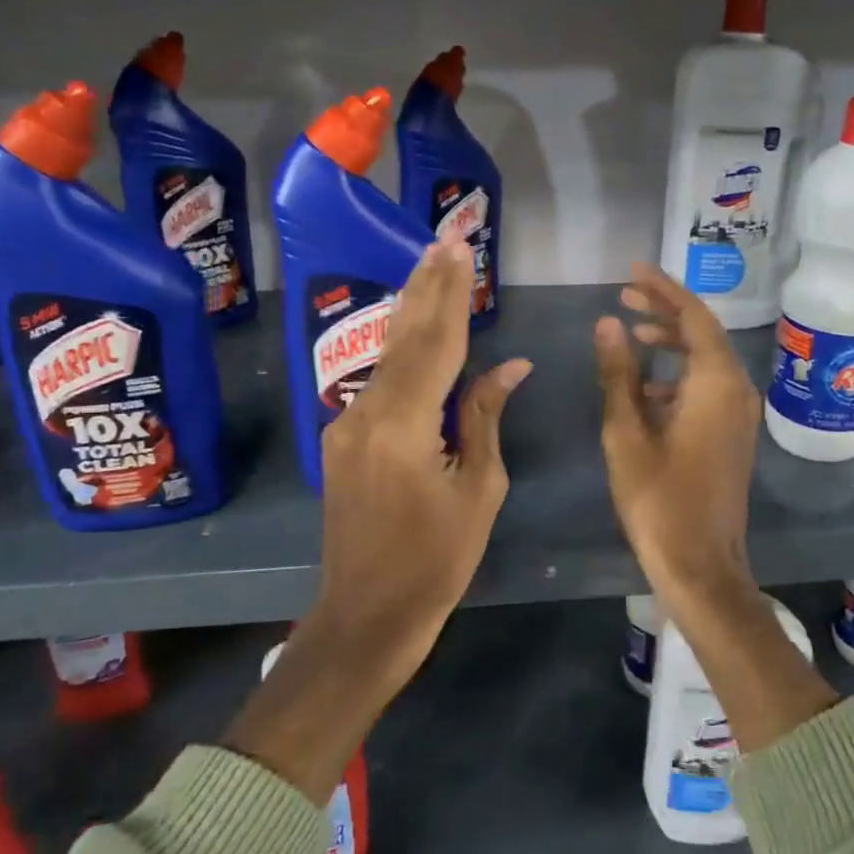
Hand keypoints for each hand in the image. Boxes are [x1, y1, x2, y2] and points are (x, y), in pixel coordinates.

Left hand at [316, 237, 531, 681]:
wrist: (365, 614)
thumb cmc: (436, 561)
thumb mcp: (479, 489)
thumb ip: (485, 417)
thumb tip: (509, 365)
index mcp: (405, 424)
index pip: (437, 343)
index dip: (453, 294)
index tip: (460, 249)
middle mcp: (367, 411)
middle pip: (403, 335)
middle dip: (426, 285)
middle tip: (443, 239)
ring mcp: (347, 424)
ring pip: (387, 354)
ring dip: (411, 309)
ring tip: (430, 265)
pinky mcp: (343, 438)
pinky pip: (379, 380)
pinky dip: (402, 347)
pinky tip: (414, 325)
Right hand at [594, 266, 835, 751]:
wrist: (701, 564)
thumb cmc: (658, 499)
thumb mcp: (626, 432)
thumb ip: (618, 374)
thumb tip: (607, 323)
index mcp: (716, 383)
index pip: (693, 316)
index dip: (663, 288)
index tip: (632, 270)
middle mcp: (736, 390)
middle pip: (703, 333)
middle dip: (665, 310)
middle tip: (624, 296)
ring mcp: (738, 414)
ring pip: (705, 360)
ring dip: (670, 341)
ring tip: (630, 330)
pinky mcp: (731, 434)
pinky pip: (707, 386)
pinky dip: (677, 374)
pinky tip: (644, 387)